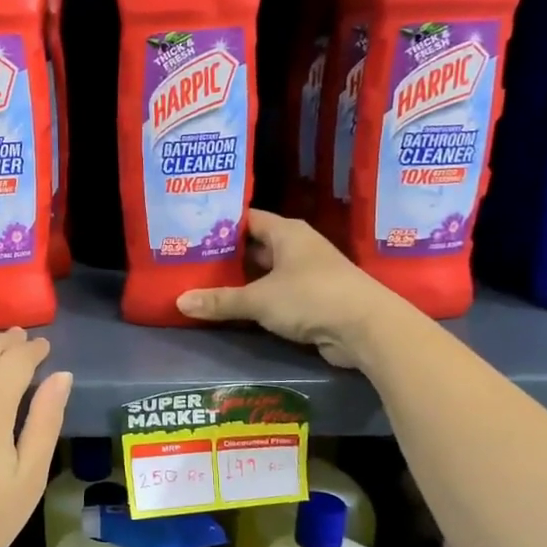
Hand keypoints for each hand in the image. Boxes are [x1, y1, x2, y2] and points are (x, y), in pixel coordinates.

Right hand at [176, 210, 383, 367]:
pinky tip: (233, 308)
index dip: (219, 224)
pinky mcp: (312, 299)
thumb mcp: (259, 299)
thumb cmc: (311, 297)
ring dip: (240, 280)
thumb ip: (220, 300)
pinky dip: (256, 300)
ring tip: (202, 284)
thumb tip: (180, 302)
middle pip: (254, 246)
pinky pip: (275, 294)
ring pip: (264, 272)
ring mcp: (306, 273)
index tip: (190, 232)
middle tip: (189, 261)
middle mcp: (297, 247)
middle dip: (225, 255)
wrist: (366, 328)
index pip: (246, 219)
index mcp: (286, 232)